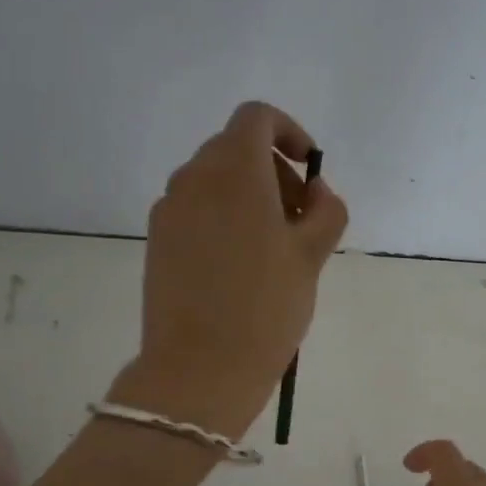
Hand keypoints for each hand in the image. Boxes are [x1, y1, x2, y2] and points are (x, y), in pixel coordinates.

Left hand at [116, 102, 347, 437]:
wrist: (200, 368)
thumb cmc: (265, 306)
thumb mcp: (312, 256)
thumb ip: (327, 211)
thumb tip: (317, 192)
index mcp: (234, 170)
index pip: (257, 117)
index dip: (289, 132)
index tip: (310, 170)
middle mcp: (194, 178)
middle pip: (236, 148)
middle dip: (275, 171)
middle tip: (301, 219)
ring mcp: (169, 209)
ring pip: (214, 180)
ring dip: (249, 195)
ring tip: (274, 247)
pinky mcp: (157, 240)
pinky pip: (196, 209)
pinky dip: (223, 217)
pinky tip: (240, 265)